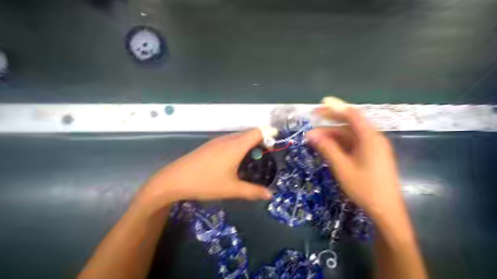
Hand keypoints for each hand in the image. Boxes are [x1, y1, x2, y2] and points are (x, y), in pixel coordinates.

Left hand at [131, 129, 270, 213]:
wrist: (174, 180)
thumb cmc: (206, 182)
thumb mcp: (232, 189)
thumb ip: (253, 191)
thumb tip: (270, 195)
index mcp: (236, 145)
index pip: (258, 131)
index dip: (269, 135)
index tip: (275, 145)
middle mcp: (227, 139)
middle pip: (249, 133)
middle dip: (260, 141)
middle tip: (266, 157)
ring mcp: (217, 141)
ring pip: (238, 137)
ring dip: (248, 144)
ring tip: (252, 160)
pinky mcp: (210, 146)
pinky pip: (230, 141)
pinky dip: (238, 146)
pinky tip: (234, 161)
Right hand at [308, 107, 407, 219]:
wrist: (386, 210)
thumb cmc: (364, 187)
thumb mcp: (342, 167)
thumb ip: (327, 148)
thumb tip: (311, 135)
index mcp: (370, 137)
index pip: (352, 115)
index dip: (335, 109)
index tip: (318, 107)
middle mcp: (374, 139)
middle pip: (350, 125)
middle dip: (330, 124)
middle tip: (312, 125)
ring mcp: (374, 148)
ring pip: (350, 136)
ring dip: (333, 137)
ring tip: (315, 141)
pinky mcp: (372, 156)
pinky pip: (354, 145)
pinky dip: (340, 145)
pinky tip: (328, 149)